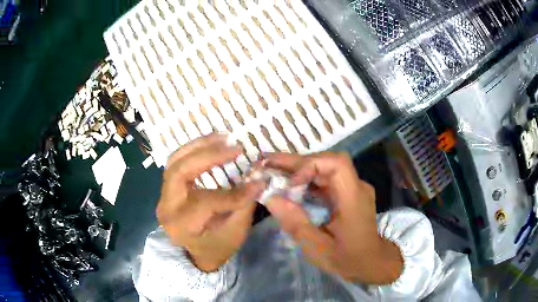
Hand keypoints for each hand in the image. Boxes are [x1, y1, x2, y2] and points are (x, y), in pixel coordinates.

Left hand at [157, 133, 264, 271]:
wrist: (196, 253)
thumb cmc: (217, 247)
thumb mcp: (235, 232)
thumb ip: (244, 203)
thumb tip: (258, 177)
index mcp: (182, 226)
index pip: (206, 202)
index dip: (234, 193)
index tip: (257, 182)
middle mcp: (167, 207)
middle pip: (179, 171)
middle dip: (207, 155)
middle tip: (234, 147)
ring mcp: (163, 195)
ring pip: (174, 161)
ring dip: (199, 146)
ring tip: (223, 137)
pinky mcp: (168, 188)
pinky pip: (177, 163)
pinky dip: (193, 150)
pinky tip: (211, 144)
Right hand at [264, 152, 402, 284]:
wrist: (371, 262)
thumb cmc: (347, 258)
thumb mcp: (317, 247)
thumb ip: (295, 222)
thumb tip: (271, 197)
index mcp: (353, 198)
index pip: (336, 164)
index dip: (310, 165)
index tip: (290, 182)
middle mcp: (356, 186)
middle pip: (327, 161)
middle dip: (296, 162)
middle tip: (267, 163)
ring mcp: (353, 187)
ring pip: (324, 167)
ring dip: (299, 168)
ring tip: (273, 170)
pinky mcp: (347, 192)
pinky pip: (325, 179)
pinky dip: (306, 179)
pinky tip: (289, 184)